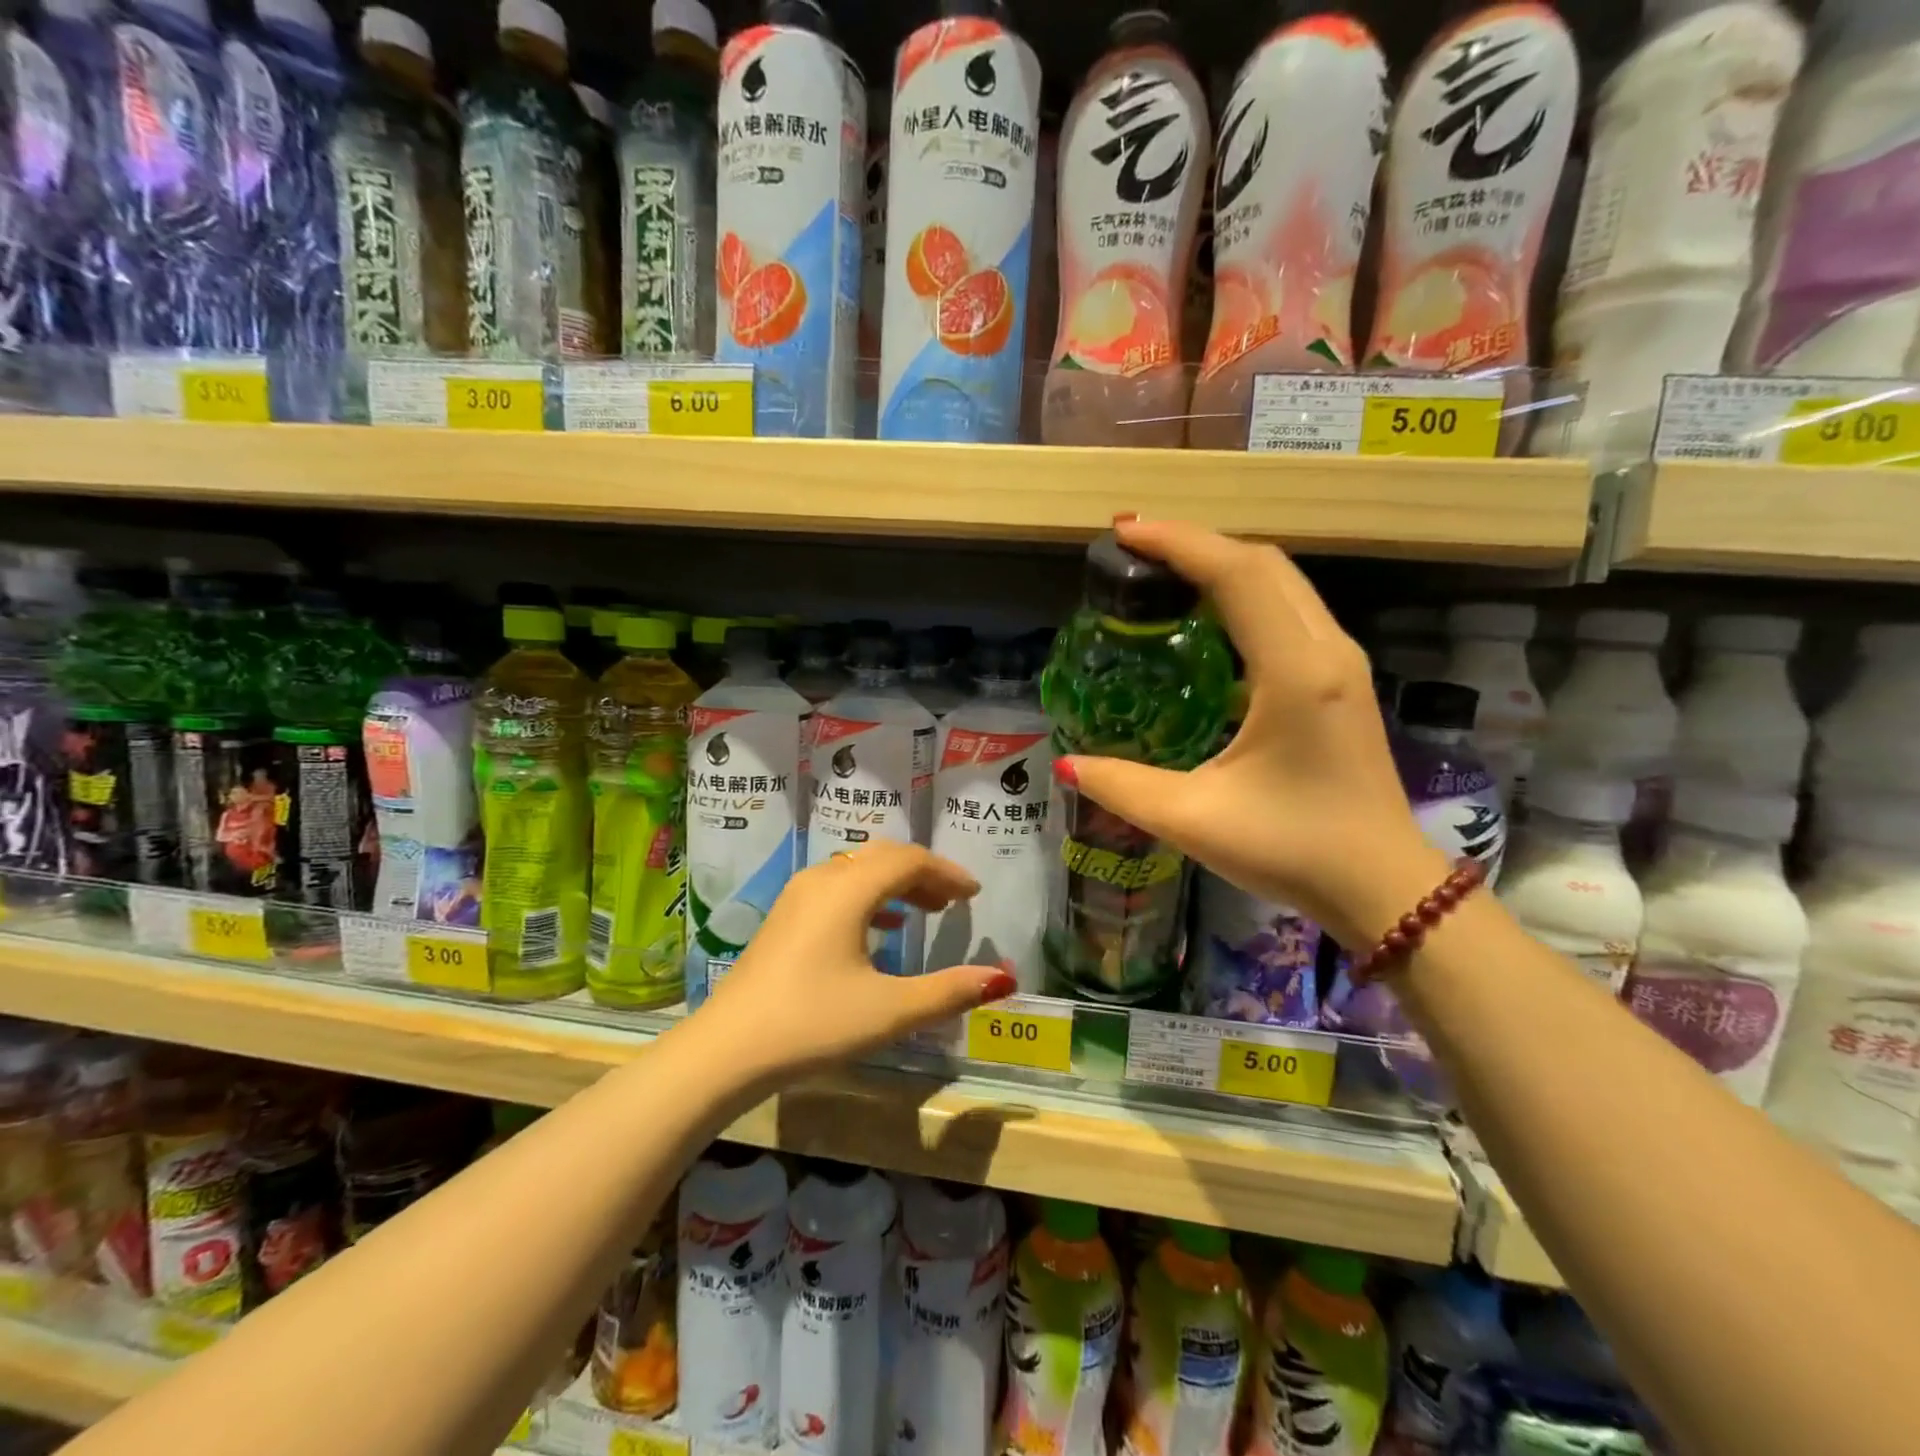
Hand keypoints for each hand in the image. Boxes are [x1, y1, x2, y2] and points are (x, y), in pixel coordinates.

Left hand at [694, 842, 1017, 1084]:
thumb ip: (949, 991)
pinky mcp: (785, 917)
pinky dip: (869, 897)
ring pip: (858, 870)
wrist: (726, 1050)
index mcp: (848, 890)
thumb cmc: (813, 1024)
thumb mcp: (889, 1011)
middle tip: (953, 900)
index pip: (908, 861)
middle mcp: (822, 879)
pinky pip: (837, 887)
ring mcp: (798, 896)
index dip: (947, 873)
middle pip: (883, 856)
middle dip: (923, 873)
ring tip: (925, 910)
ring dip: (895, 883)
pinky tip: (882, 928)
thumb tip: (1002, 978)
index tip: (974, 895)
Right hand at [1057, 519, 1445, 948]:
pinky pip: (1289, 611)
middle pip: (1263, 564)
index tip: (1124, 531)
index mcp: (1294, 671)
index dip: (1178, 543)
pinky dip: (1243, 595)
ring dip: (1222, 564)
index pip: (1236, 575)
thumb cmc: (1294, 849)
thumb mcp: (1195, 820)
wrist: (1384, 886)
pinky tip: (1205, 619)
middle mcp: (1325, 650)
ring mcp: (1340, 663)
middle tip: (1134, 547)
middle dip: (1197, 542)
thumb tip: (1066, 764)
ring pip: (1281, 582)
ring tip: (1162, 571)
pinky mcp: (1340, 681)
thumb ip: (1123, 787)